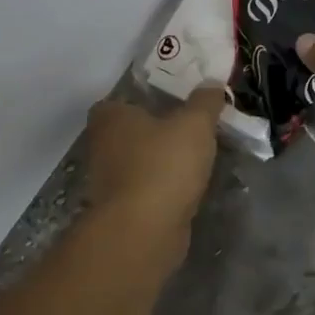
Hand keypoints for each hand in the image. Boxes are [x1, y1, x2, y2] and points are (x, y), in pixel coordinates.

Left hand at [85, 88, 224, 240]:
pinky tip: (189, 186)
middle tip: (192, 127)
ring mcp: (109, 181)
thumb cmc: (163, 165)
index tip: (174, 101)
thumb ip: (205, 101)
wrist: (144, 231)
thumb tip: (211, 83)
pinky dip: (164, 187)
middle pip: (131, 131)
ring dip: (162, 161)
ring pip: (140, 161)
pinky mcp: (123, 210)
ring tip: (197, 157)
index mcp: (110, 117)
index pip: (122, 100)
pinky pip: (147, 188)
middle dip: (157, 131)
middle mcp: (102, 146)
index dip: (145, 98)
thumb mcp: (195, 124)